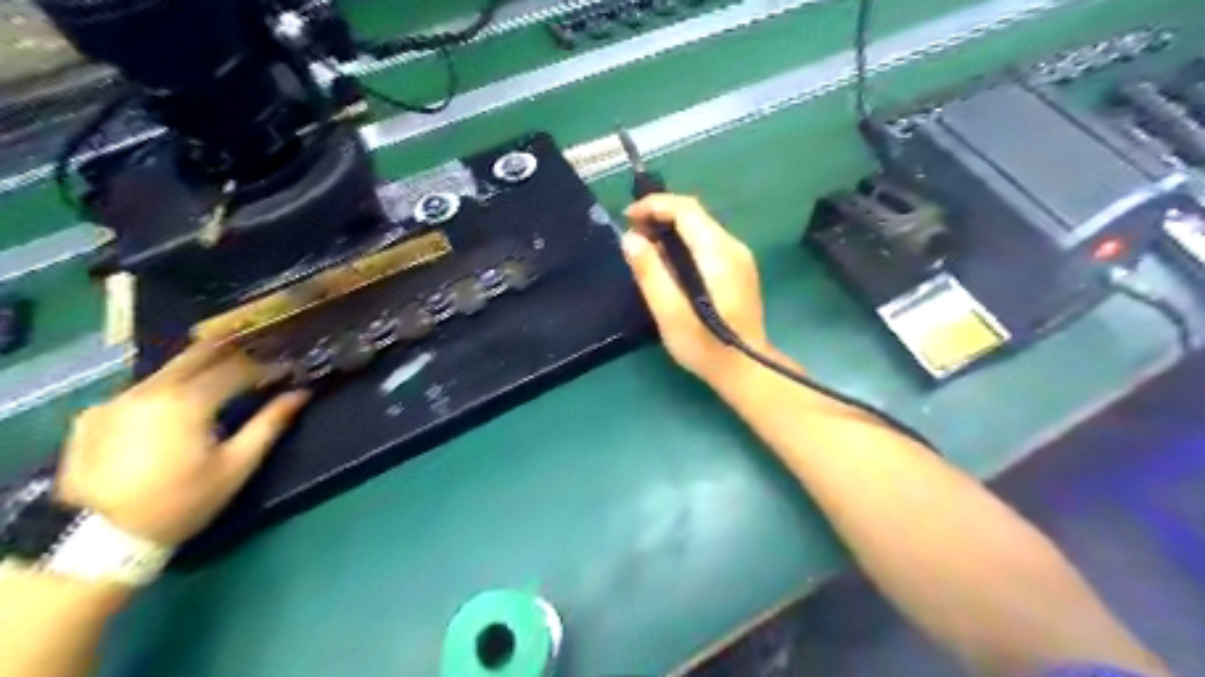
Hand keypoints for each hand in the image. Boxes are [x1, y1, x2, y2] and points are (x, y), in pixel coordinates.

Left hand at [55, 342, 308, 547]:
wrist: (99, 539)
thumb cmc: (183, 502)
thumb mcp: (237, 466)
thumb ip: (270, 424)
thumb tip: (300, 394)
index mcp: (188, 401)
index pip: (237, 368)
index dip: (267, 367)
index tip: (288, 371)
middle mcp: (150, 390)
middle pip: (197, 355)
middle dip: (232, 353)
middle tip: (257, 360)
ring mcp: (116, 401)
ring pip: (167, 371)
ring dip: (199, 370)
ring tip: (221, 381)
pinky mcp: (93, 416)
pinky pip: (140, 391)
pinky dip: (165, 390)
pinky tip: (174, 407)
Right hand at [627, 194, 766, 388]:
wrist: (746, 370)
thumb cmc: (705, 346)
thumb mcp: (670, 313)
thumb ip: (650, 273)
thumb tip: (630, 238)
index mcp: (717, 253)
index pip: (686, 209)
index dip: (654, 205)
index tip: (627, 217)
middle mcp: (733, 247)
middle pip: (695, 214)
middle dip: (660, 215)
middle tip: (632, 233)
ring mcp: (740, 258)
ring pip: (701, 227)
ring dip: (671, 228)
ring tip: (644, 245)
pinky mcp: (739, 269)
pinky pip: (708, 242)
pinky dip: (684, 241)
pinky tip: (669, 261)